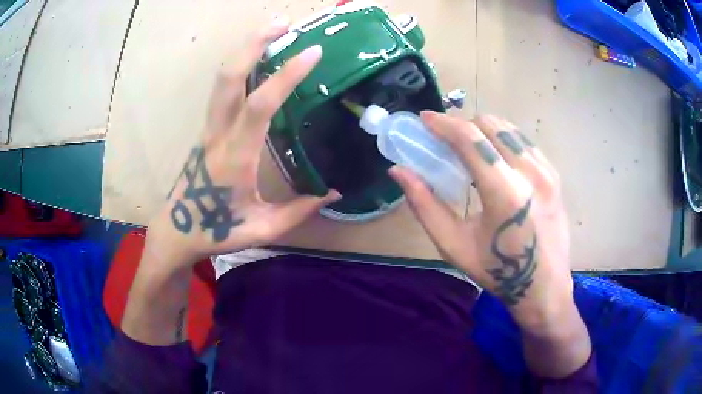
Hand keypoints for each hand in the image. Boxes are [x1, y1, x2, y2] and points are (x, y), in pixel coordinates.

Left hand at [146, 21, 339, 268]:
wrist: (177, 229)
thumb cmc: (217, 231)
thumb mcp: (262, 229)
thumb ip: (299, 210)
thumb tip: (334, 192)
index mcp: (235, 157)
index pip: (261, 105)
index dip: (287, 75)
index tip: (314, 53)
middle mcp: (218, 133)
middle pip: (230, 76)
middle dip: (256, 44)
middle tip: (285, 25)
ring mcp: (208, 127)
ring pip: (223, 78)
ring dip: (248, 49)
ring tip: (275, 31)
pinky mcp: (207, 128)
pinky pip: (224, 89)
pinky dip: (243, 66)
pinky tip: (260, 60)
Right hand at [389, 113, 571, 331]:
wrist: (543, 287)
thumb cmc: (497, 272)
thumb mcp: (455, 245)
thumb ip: (425, 205)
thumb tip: (399, 171)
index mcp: (505, 192)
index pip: (471, 138)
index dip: (444, 124)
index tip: (425, 119)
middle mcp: (530, 172)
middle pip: (490, 124)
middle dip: (463, 124)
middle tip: (445, 139)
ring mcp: (546, 171)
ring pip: (509, 128)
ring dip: (483, 130)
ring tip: (469, 148)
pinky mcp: (554, 175)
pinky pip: (524, 142)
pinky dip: (503, 140)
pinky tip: (495, 159)